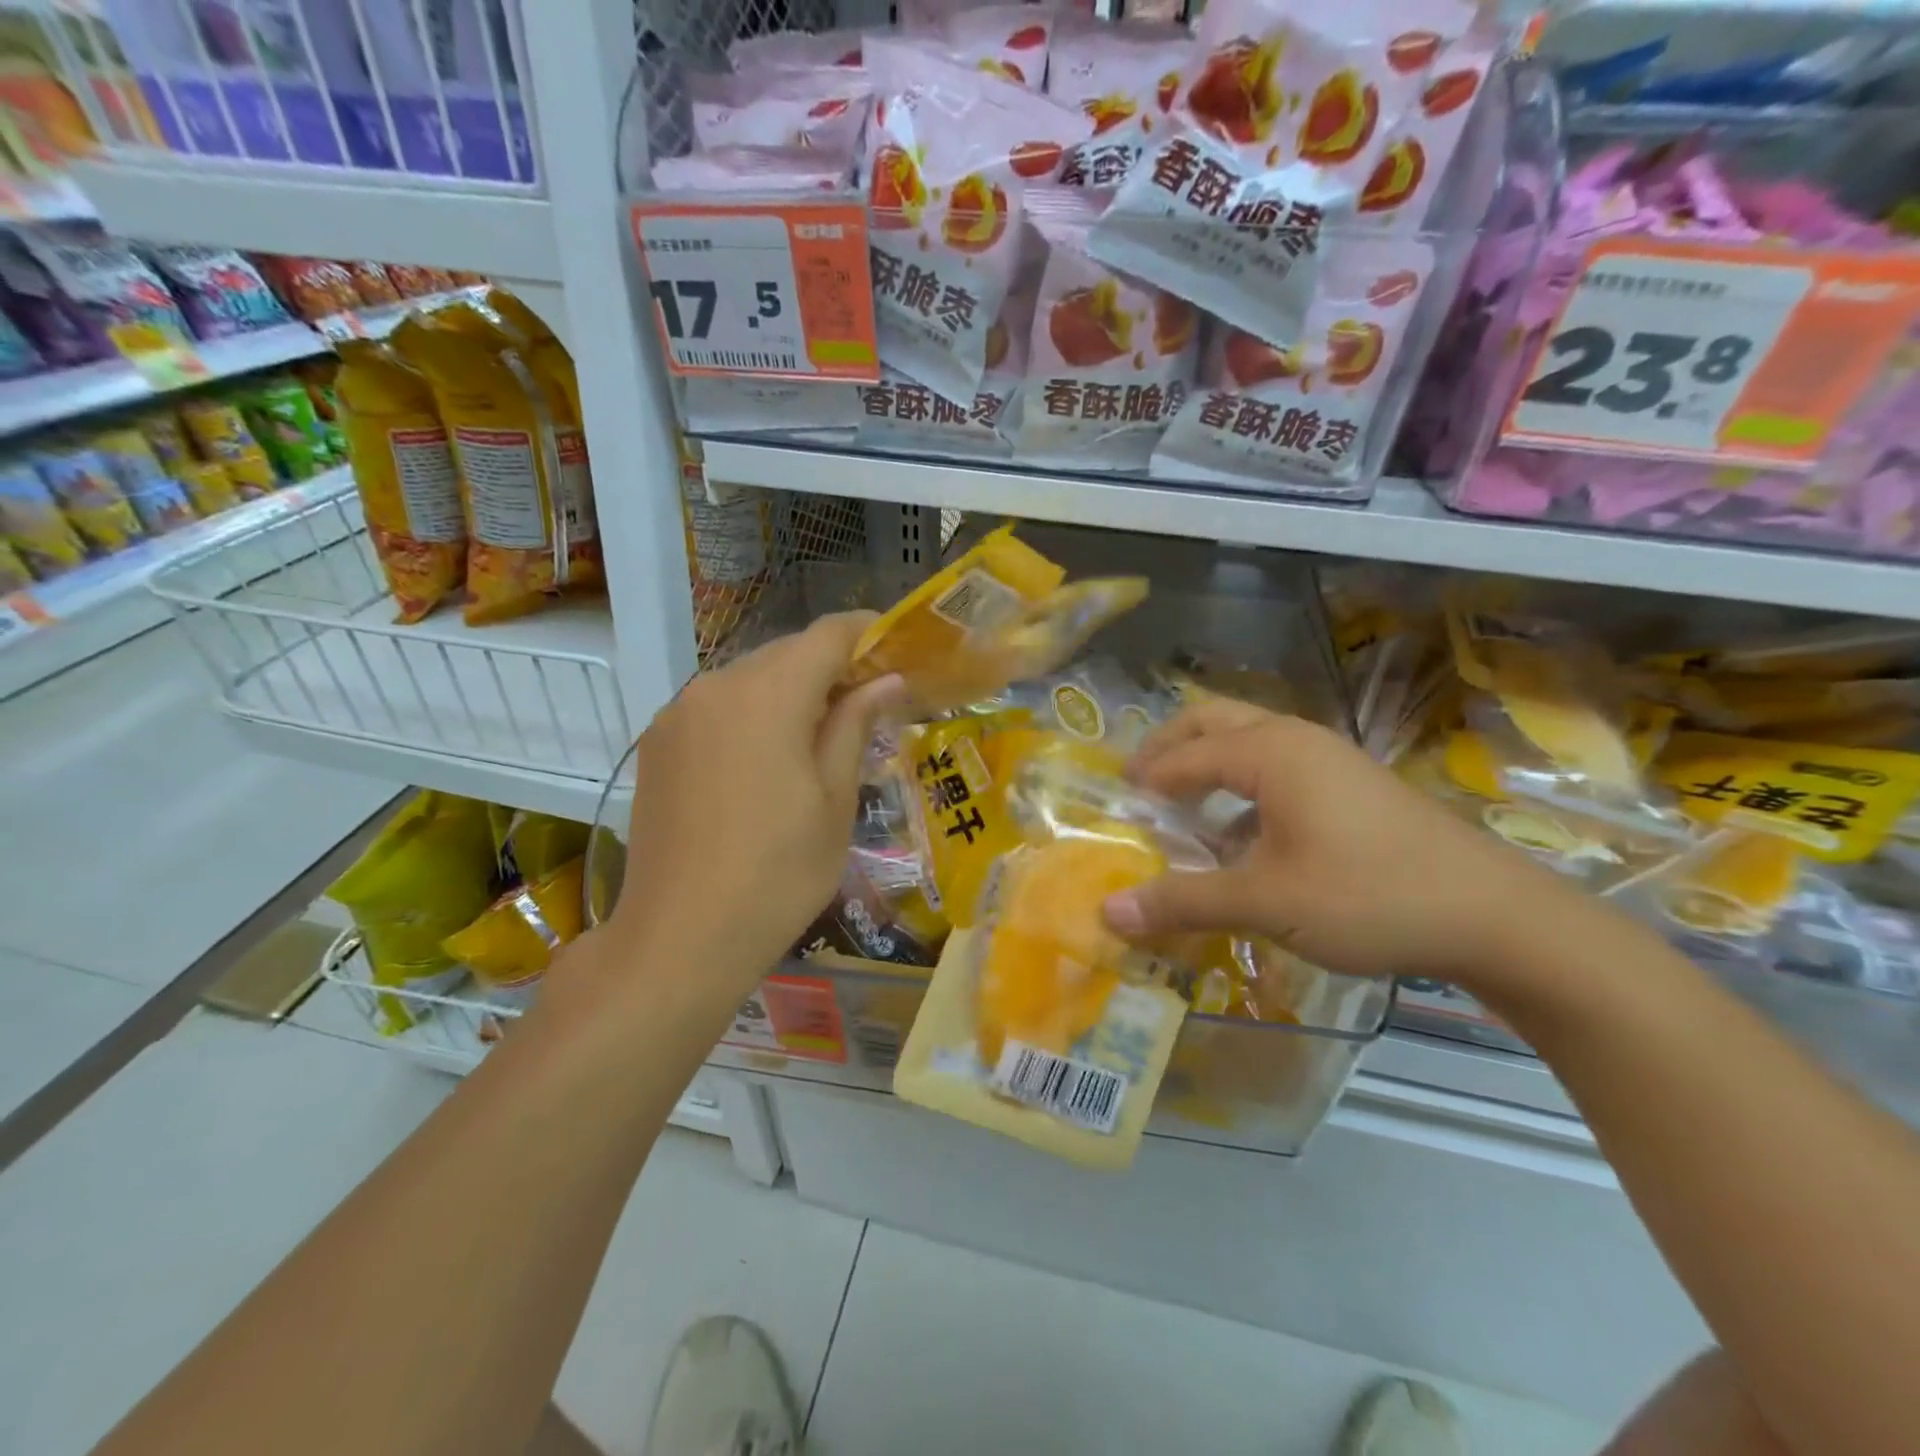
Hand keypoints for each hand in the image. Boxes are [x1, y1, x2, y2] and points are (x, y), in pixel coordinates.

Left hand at [608, 613, 902, 1000]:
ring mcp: (678, 714)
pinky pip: (718, 707)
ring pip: (750, 679)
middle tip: (871, 702)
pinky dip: (753, 714)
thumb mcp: (834, 800)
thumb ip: (857, 725)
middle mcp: (715, 686)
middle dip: (832, 666)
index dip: (869, 634)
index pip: (828, 635)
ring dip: (791, 691)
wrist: (679, 940)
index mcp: (767, 694)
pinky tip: (769, 759)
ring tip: (822, 735)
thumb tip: (888, 679)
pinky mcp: (657, 744)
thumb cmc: (778, 874)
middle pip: (787, 652)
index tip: (900, 651)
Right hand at [1101, 700, 1587, 987]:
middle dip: (1168, 747)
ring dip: (1206, 763)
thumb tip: (1107, 913)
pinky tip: (1240, 833)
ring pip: (1247, 740)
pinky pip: (1276, 766)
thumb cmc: (1369, 896)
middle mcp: (1295, 739)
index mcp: (1269, 751)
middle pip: (1212, 721)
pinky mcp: (1352, 785)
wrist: (1495, 917)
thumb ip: (1182, 901)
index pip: (1183, 755)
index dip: (1144, 782)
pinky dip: (1240, 783)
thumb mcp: (1265, 902)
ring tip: (1181, 808)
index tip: (1112, 810)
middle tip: (1138, 787)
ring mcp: (1329, 758)